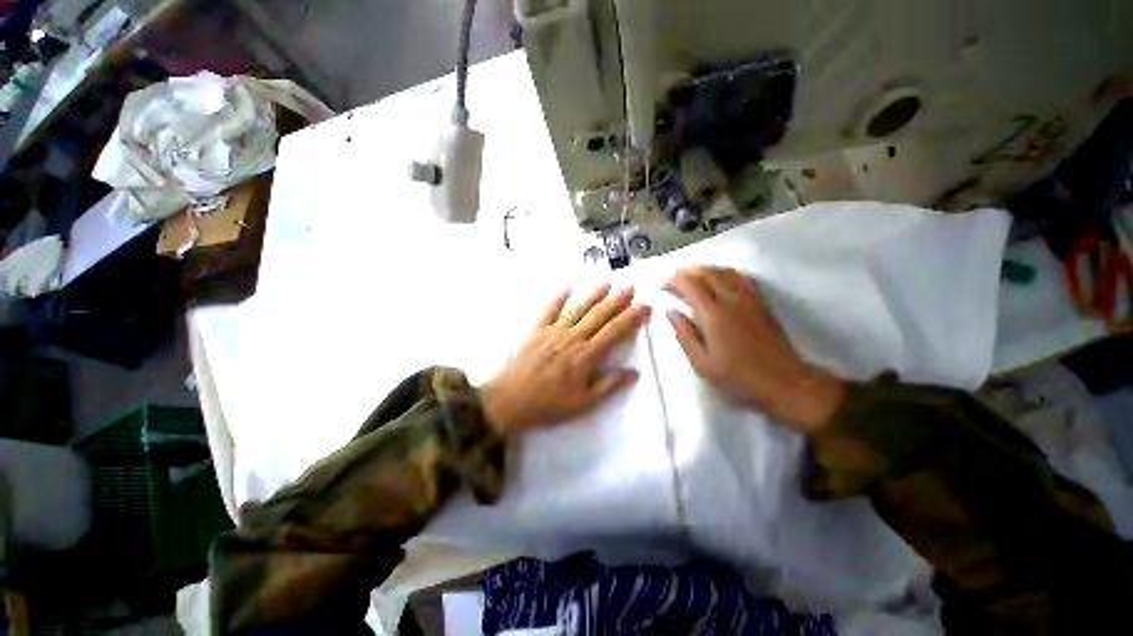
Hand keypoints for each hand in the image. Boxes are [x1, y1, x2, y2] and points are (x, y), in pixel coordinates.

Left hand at [480, 284, 650, 433]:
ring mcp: (553, 332)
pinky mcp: (536, 331)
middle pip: (599, 315)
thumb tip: (634, 372)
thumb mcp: (583, 403)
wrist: (510, 401)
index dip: (631, 318)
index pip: (614, 331)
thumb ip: (609, 386)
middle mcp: (573, 338)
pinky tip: (566, 288)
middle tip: (630, 288)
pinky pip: (548, 310)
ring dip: (593, 295)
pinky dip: (557, 298)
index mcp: (586, 355)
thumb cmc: (549, 405)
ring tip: (607, 283)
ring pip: (577, 309)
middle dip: (617, 301)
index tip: (644, 307)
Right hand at [663, 267, 843, 432]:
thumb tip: (671, 311)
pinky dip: (725, 272)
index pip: (691, 285)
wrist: (784, 382)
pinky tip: (719, 278)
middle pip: (707, 272)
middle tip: (673, 279)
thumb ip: (684, 335)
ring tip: (691, 276)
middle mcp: (731, 300)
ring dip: (705, 269)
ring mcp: (749, 299)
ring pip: (724, 271)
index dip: (674, 280)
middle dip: (687, 271)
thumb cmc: (738, 377)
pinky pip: (741, 277)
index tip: (662, 287)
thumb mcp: (702, 364)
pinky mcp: (761, 302)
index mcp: (714, 315)